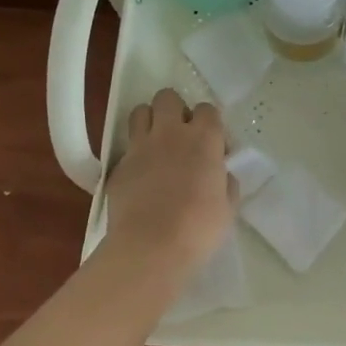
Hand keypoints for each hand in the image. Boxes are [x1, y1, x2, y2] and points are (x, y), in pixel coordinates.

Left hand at [103, 89, 235, 280]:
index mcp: (203, 139)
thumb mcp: (227, 207)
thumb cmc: (198, 228)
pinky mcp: (118, 165)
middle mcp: (170, 133)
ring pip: (140, 112)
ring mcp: (140, 147)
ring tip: (156, 144)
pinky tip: (141, 176)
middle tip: (181, 135)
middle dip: (175, 109)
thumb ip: (226, 182)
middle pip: (167, 97)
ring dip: (150, 121)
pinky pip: (127, 147)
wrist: (149, 247)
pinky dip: (135, 155)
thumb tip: (221, 173)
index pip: (208, 109)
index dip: (210, 124)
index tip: (214, 147)